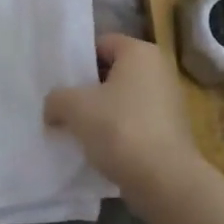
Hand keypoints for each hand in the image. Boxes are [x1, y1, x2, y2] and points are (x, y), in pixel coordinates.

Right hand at [44, 33, 209, 208]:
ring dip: (101, 112)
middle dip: (88, 88)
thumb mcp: (75, 107)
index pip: (102, 43)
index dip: (78, 60)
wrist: (163, 179)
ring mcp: (169, 101)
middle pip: (113, 71)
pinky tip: (99, 148)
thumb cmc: (119, 128)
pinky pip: (135, 121)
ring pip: (123, 99)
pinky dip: (118, 131)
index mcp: (140, 52)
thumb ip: (56, 99)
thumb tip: (53, 108)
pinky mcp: (170, 130)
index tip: (60, 81)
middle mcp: (159, 70)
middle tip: (63, 105)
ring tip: (77, 130)